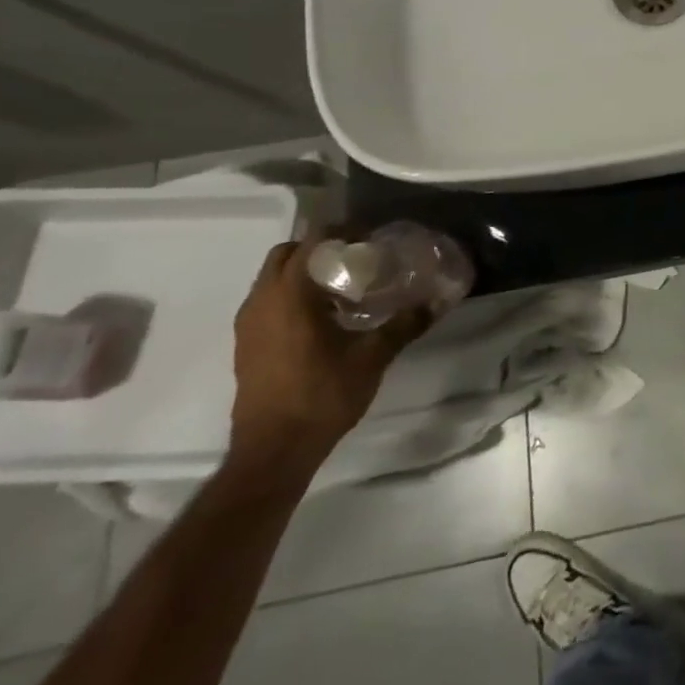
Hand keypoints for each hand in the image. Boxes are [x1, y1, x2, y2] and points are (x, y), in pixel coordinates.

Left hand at [227, 236, 431, 479]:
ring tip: (345, 286)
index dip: (342, 232)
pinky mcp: (247, 345)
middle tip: (357, 258)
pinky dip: (293, 295)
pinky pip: (269, 302)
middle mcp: (262, 302)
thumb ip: (404, 324)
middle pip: (286, 254)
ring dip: (305, 273)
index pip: (311, 242)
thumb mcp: (372, 357)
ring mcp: (249, 325)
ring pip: (273, 279)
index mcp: (289, 296)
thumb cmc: (322, 395)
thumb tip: (437, 302)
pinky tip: (325, 317)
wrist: (274, 451)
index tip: (371, 238)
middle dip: (320, 248)